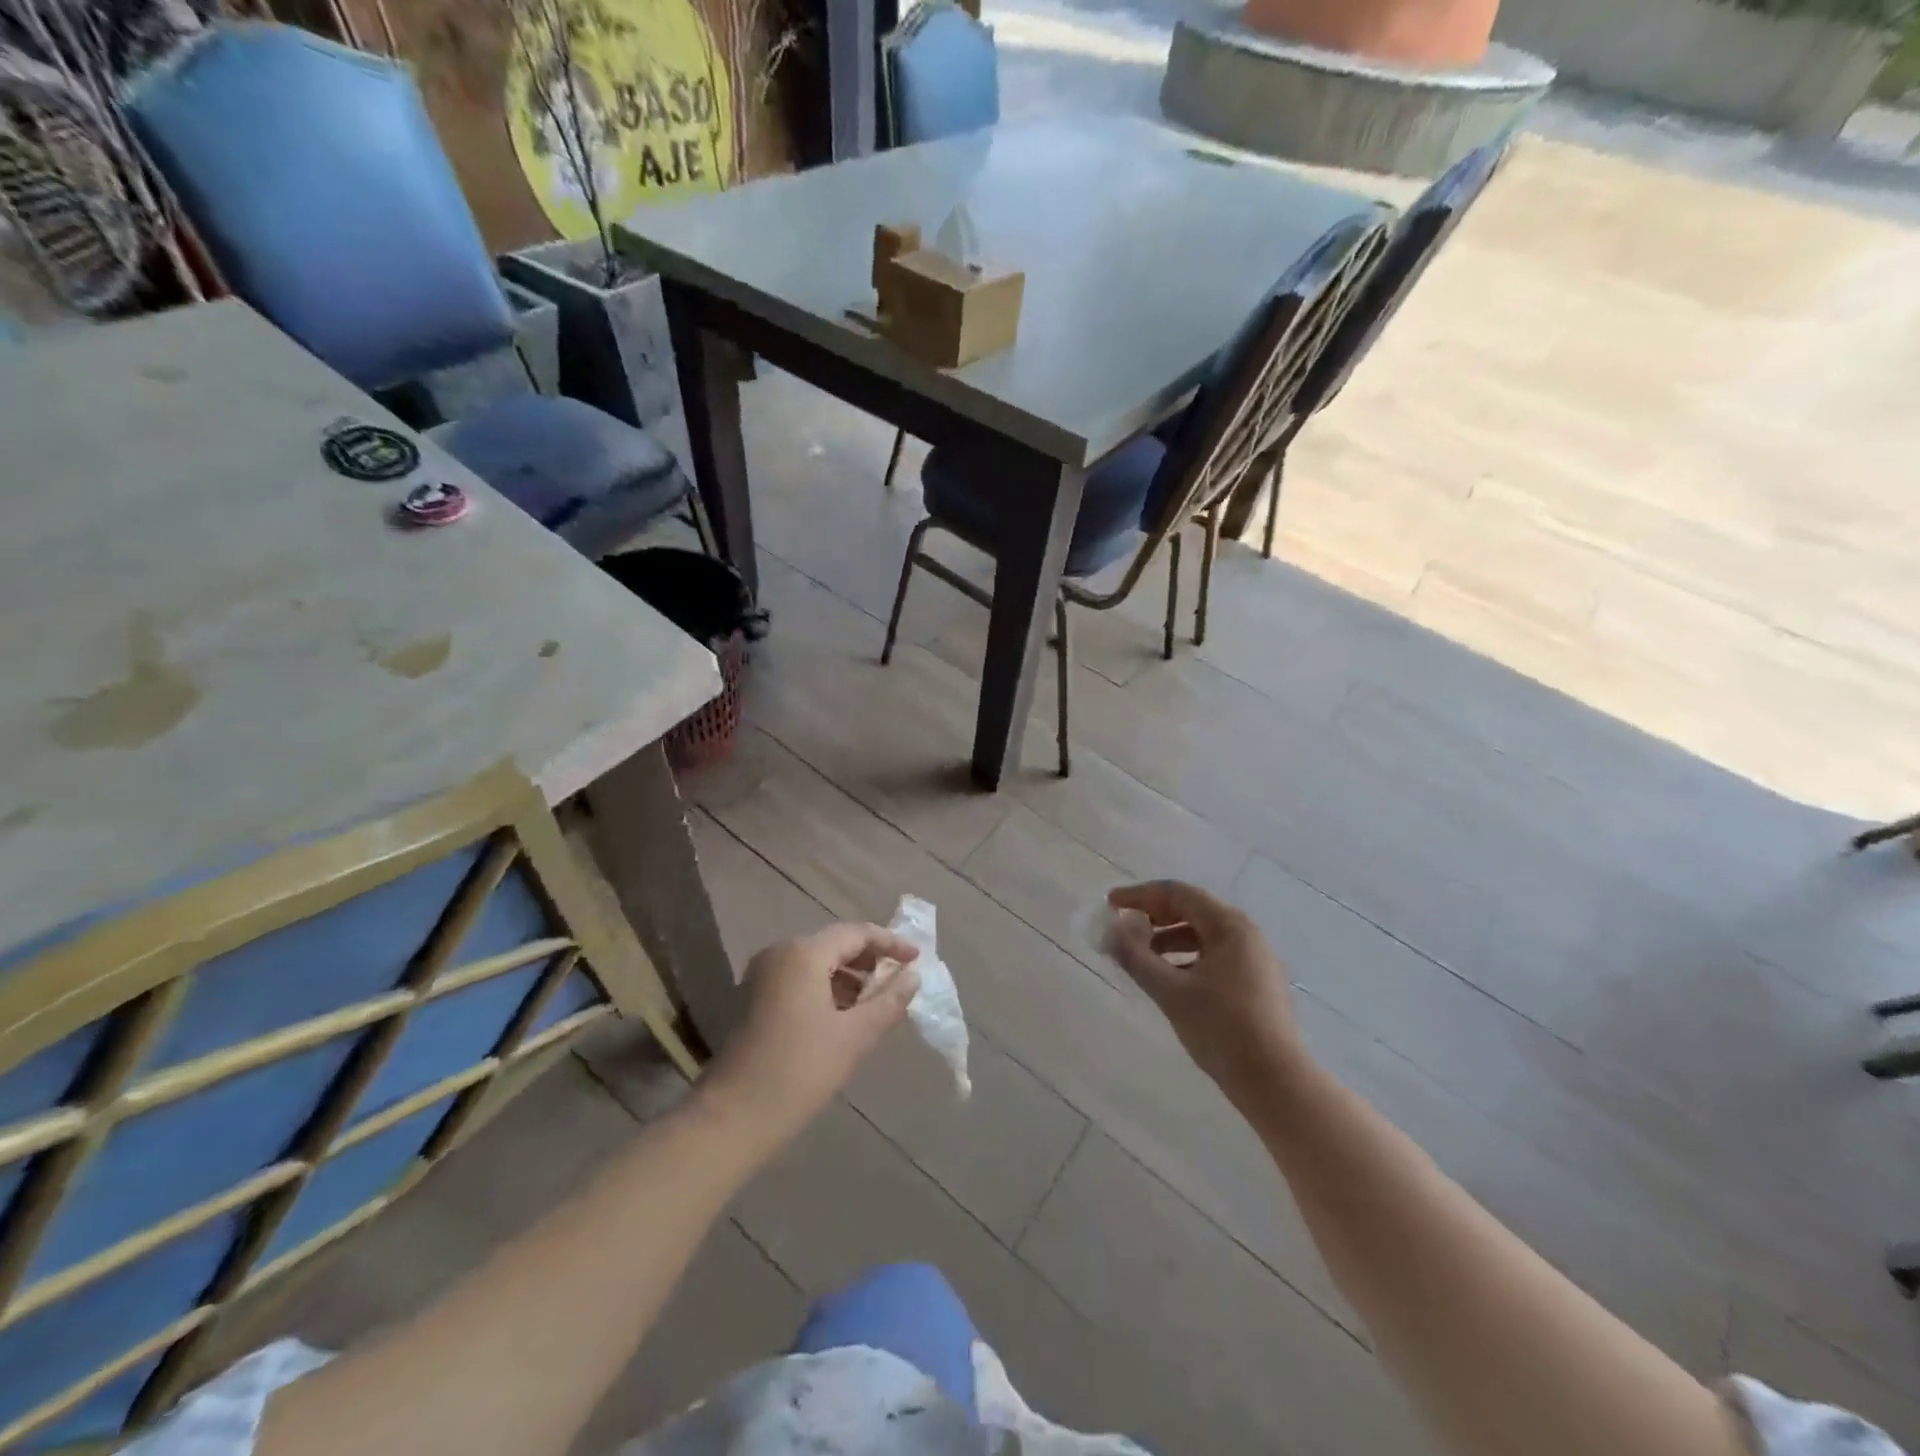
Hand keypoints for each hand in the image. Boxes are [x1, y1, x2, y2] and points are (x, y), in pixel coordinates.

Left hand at [696, 922, 920, 1152]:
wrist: (733, 1118)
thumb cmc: (800, 1071)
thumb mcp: (855, 1036)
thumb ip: (889, 1001)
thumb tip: (912, 977)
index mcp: (803, 953)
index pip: (857, 933)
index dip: (890, 943)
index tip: (917, 959)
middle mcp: (780, 953)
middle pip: (835, 945)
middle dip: (870, 960)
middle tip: (900, 980)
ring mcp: (762, 975)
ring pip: (817, 963)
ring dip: (849, 977)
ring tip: (877, 1002)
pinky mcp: (753, 997)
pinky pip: (800, 979)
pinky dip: (827, 989)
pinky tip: (845, 1015)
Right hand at [1108, 881, 1303, 1112]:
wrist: (1276, 1083)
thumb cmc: (1221, 1029)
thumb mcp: (1170, 992)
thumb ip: (1136, 956)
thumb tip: (1113, 929)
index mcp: (1229, 926)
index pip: (1178, 894)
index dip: (1140, 895)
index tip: (1111, 904)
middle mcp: (1246, 934)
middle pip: (1192, 910)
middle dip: (1154, 916)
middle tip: (1124, 928)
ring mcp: (1255, 959)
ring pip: (1204, 935)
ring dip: (1169, 938)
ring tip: (1141, 957)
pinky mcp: (1257, 983)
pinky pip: (1215, 955)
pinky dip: (1187, 958)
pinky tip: (1169, 980)